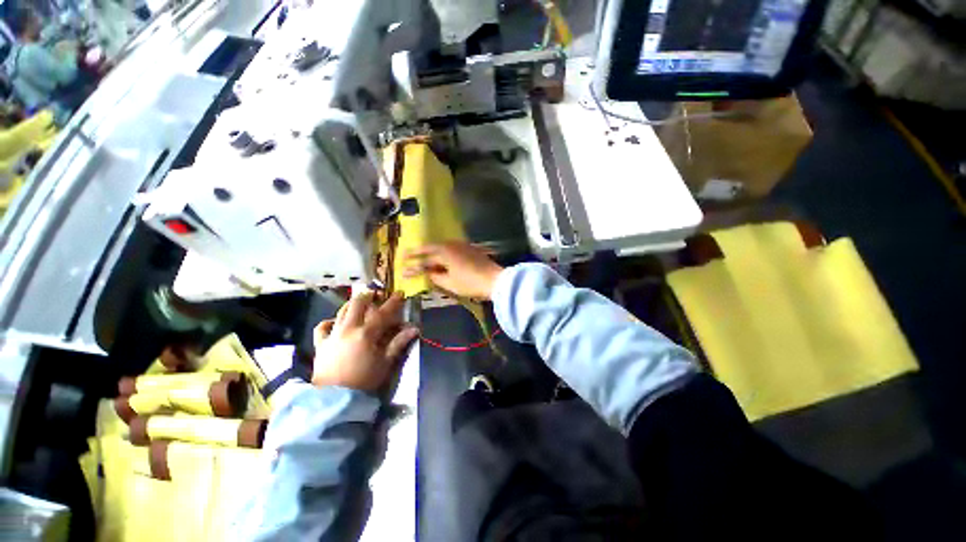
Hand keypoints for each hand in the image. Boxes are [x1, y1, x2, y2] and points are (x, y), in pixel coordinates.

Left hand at [312, 292, 419, 391]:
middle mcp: (348, 329)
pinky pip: (322, 327)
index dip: (393, 302)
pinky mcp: (321, 345)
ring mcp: (332, 336)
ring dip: (351, 304)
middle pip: (357, 304)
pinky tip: (335, 322)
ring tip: (359, 302)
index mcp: (366, 334)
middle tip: (376, 294)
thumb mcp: (386, 363)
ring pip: (341, 312)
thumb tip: (414, 329)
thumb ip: (398, 343)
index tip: (400, 293)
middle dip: (368, 296)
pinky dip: (330, 321)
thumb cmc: (364, 381)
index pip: (383, 312)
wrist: (334, 399)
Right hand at [402, 241, 503, 299]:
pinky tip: (440, 254)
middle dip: (417, 252)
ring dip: (429, 250)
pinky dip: (441, 251)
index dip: (413, 268)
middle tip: (404, 255)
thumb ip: (436, 277)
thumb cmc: (471, 283)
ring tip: (420, 253)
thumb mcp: (450, 283)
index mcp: (444, 254)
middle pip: (430, 248)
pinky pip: (450, 247)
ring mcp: (461, 245)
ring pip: (440, 246)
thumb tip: (429, 273)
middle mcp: (450, 245)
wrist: (495, 279)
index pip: (424, 261)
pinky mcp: (469, 248)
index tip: (402, 272)